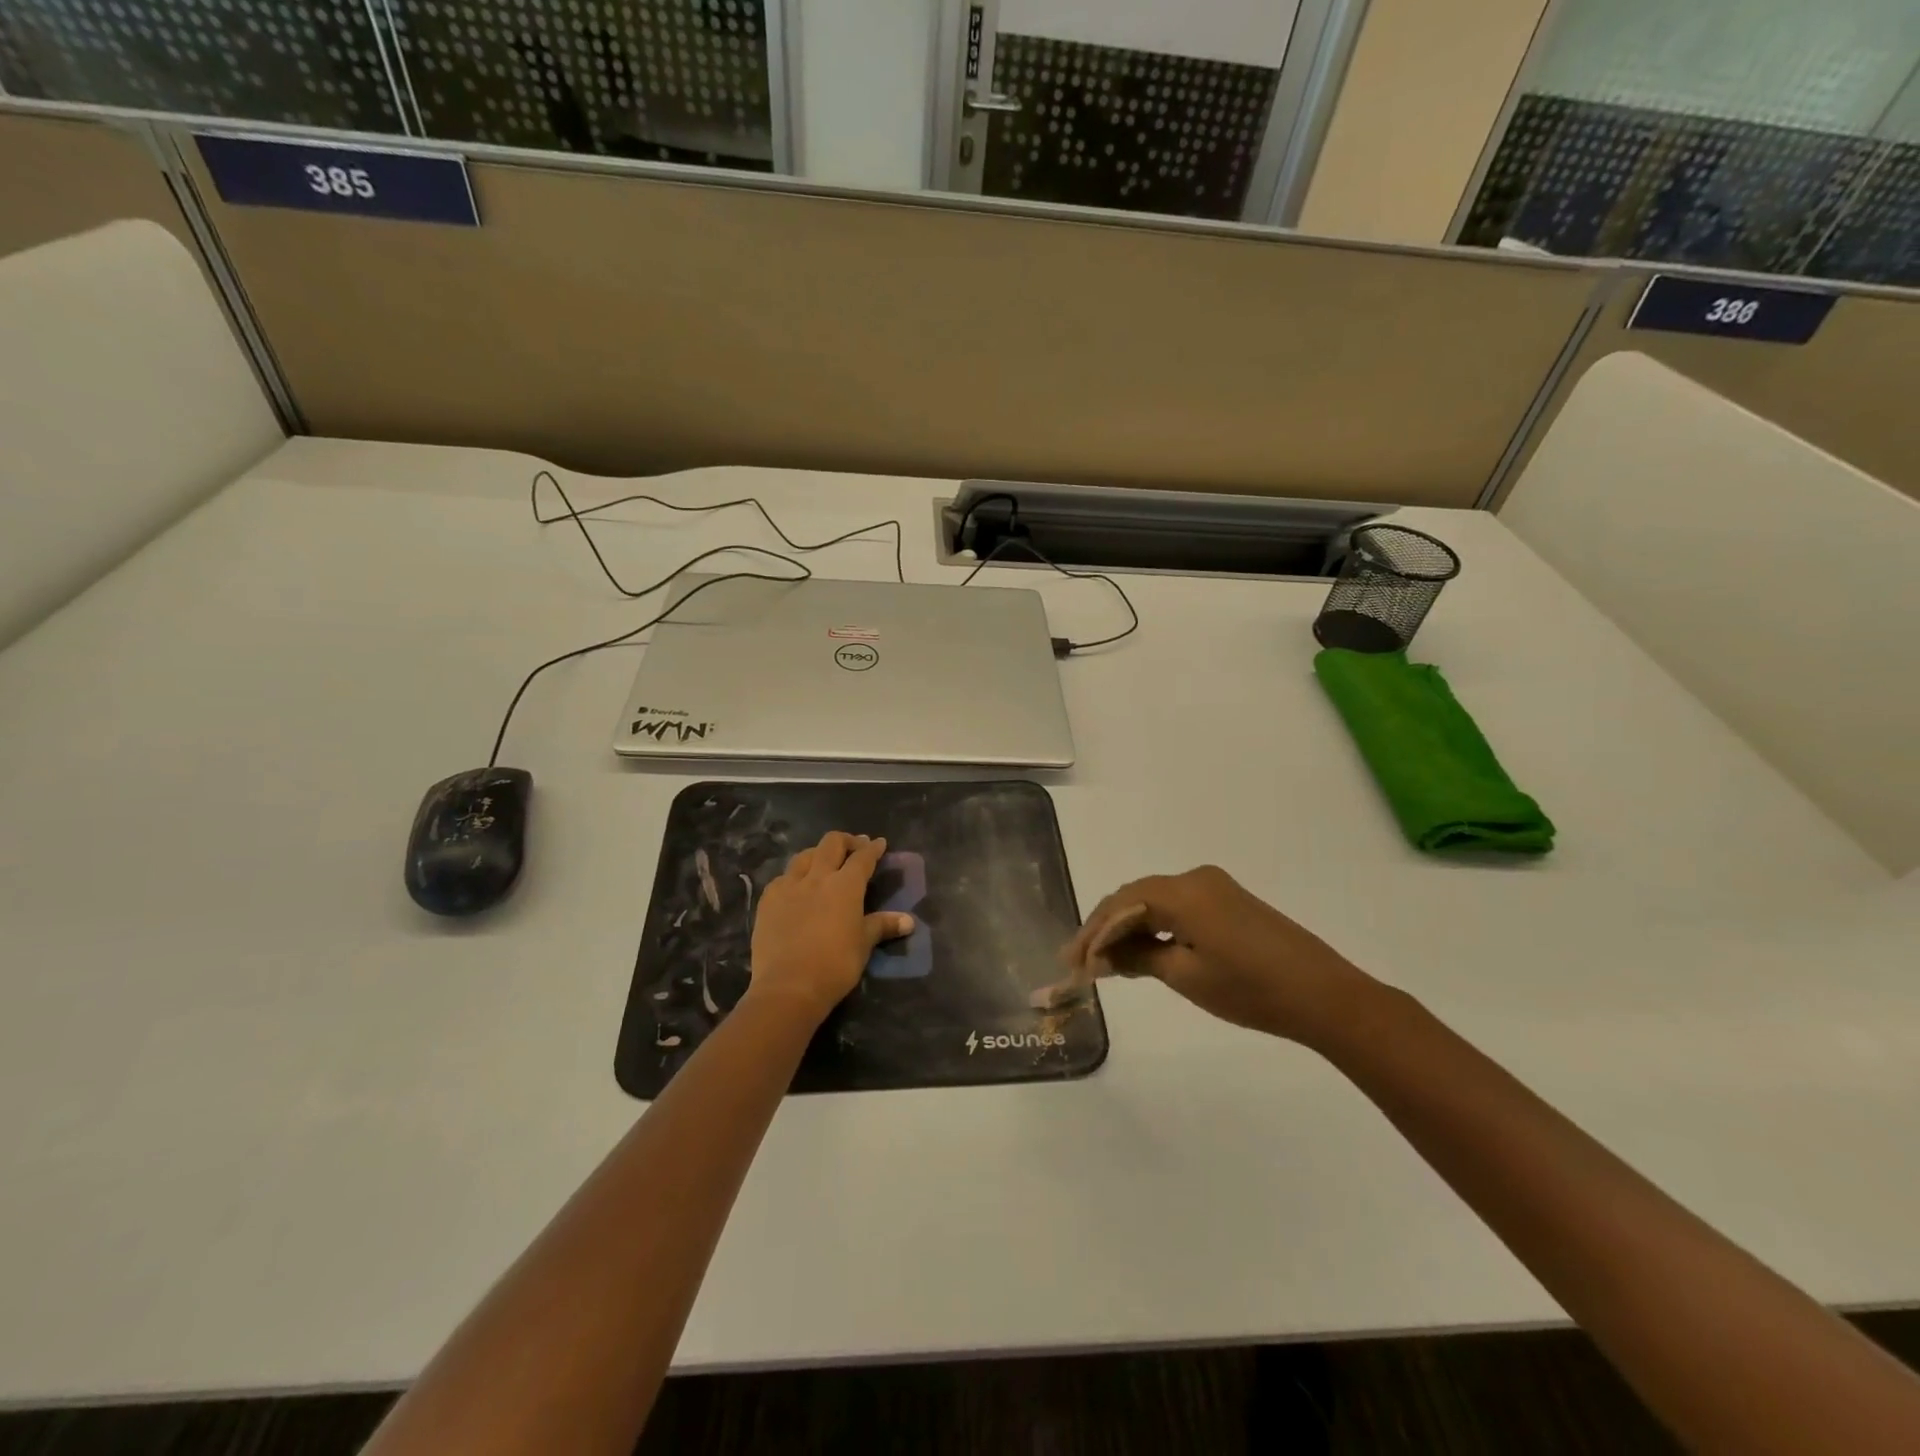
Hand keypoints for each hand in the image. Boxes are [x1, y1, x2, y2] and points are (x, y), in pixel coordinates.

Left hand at [748, 832, 914, 1023]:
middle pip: (831, 844)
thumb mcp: (863, 945)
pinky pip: (783, 877)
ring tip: (824, 862)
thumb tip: (909, 921)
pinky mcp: (768, 900)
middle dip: (846, 841)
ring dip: (818, 853)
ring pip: (804, 855)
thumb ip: (883, 926)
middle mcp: (817, 877)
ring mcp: (789, 886)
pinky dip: (795, 876)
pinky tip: (796, 886)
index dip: (873, 849)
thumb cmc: (835, 965)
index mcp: (845, 885)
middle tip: (855, 847)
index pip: (863, 858)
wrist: (788, 986)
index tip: (879, 843)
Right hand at [1049, 865, 1370, 1045]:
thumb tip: (1101, 957)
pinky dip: (1156, 927)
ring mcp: (1215, 887)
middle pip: (1136, 897)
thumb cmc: (1251, 989)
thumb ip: (1138, 959)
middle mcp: (1196, 878)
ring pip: (1156, 902)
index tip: (1071, 962)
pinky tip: (1145, 950)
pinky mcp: (1230, 902)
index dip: (1092, 932)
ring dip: (1130, 928)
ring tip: (1108, 961)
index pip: (1121, 904)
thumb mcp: (1186, 976)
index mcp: (1183, 891)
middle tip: (1083, 962)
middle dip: (1107, 928)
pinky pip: (1178, 907)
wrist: (1325, 996)